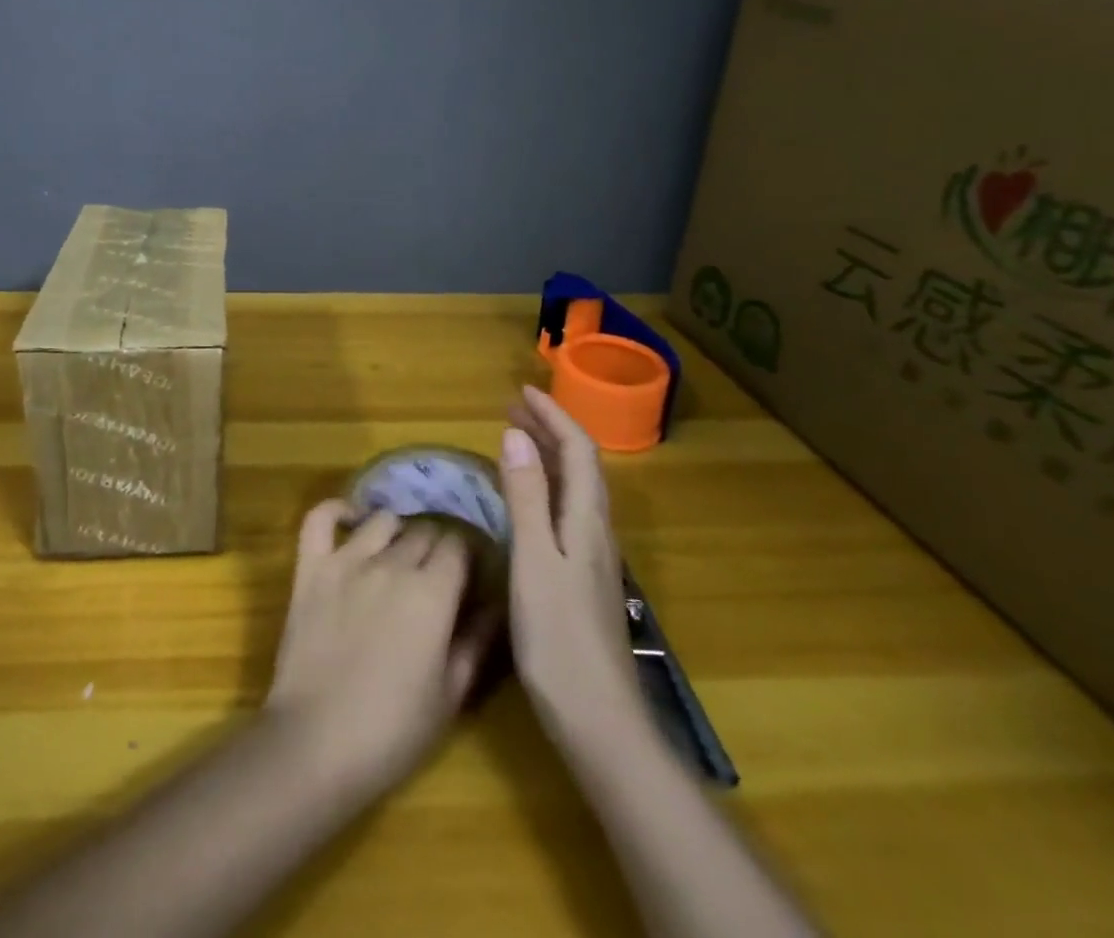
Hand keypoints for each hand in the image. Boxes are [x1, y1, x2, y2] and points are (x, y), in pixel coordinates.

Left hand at [265, 503, 498, 797]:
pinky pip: (320, 518)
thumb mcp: (451, 695)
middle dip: (436, 544)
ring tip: (397, 554)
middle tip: (435, 572)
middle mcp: (392, 564)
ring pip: (382, 520)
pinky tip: (350, 520)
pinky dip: (336, 511)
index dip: (467, 555)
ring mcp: (346, 560)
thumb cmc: (393, 731)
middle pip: (424, 529)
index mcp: (432, 592)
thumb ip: (476, 641)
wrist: (316, 743)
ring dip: (396, 531)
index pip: (459, 545)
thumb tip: (496, 604)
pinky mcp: (310, 567)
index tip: (469, 572)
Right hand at [500, 386, 643, 729]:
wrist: (600, 722)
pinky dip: (546, 487)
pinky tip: (527, 502)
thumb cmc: (559, 638)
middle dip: (551, 429)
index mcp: (587, 521)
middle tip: (514, 408)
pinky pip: (567, 512)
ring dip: (549, 456)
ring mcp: (593, 558)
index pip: (578, 450)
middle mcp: (596, 532)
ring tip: (517, 440)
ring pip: (575, 489)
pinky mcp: (584, 579)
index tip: (522, 391)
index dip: (554, 415)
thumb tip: (516, 435)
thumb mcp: (535, 561)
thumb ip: (526, 498)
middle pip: (580, 466)